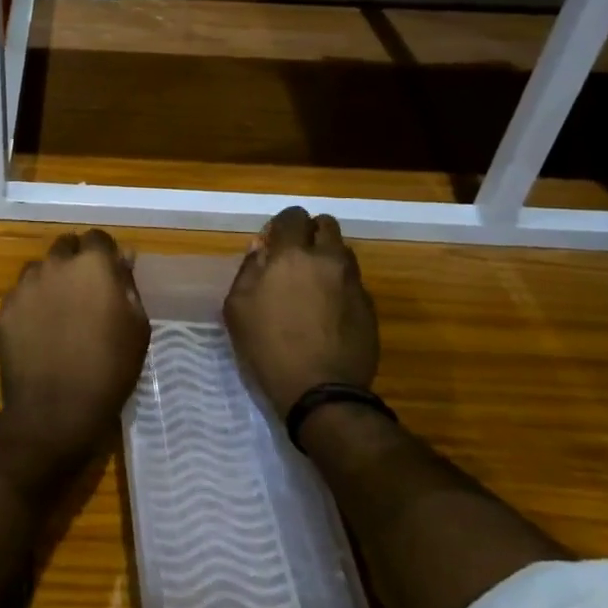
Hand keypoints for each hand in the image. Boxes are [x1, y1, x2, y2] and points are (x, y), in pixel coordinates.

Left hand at [0, 229, 150, 460]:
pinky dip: (30, 305)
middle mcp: (55, 264)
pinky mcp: (4, 309)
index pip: (97, 237)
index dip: (104, 253)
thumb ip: (128, 285)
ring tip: (59, 312)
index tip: (110, 273)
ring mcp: (24, 286)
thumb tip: (123, 257)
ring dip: (51, 280)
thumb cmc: (109, 369)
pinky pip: (20, 295)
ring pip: (39, 269)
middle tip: (85, 292)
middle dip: (75, 261)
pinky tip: (39, 332)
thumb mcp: (137, 327)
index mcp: (92, 265)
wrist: (56, 411)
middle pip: (65, 247)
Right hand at [224, 206, 378, 416]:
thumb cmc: (269, 347)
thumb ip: (248, 270)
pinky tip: (328, 312)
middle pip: (326, 225)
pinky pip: (353, 283)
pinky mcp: (369, 307)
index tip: (273, 241)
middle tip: (296, 256)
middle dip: (311, 233)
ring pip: (343, 252)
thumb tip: (260, 249)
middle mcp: (328, 259)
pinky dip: (340, 287)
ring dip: (328, 258)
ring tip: (314, 284)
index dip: (281, 224)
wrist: (321, 391)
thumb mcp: (238, 308)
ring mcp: (353, 282)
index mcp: (292, 255)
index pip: (292, 216)